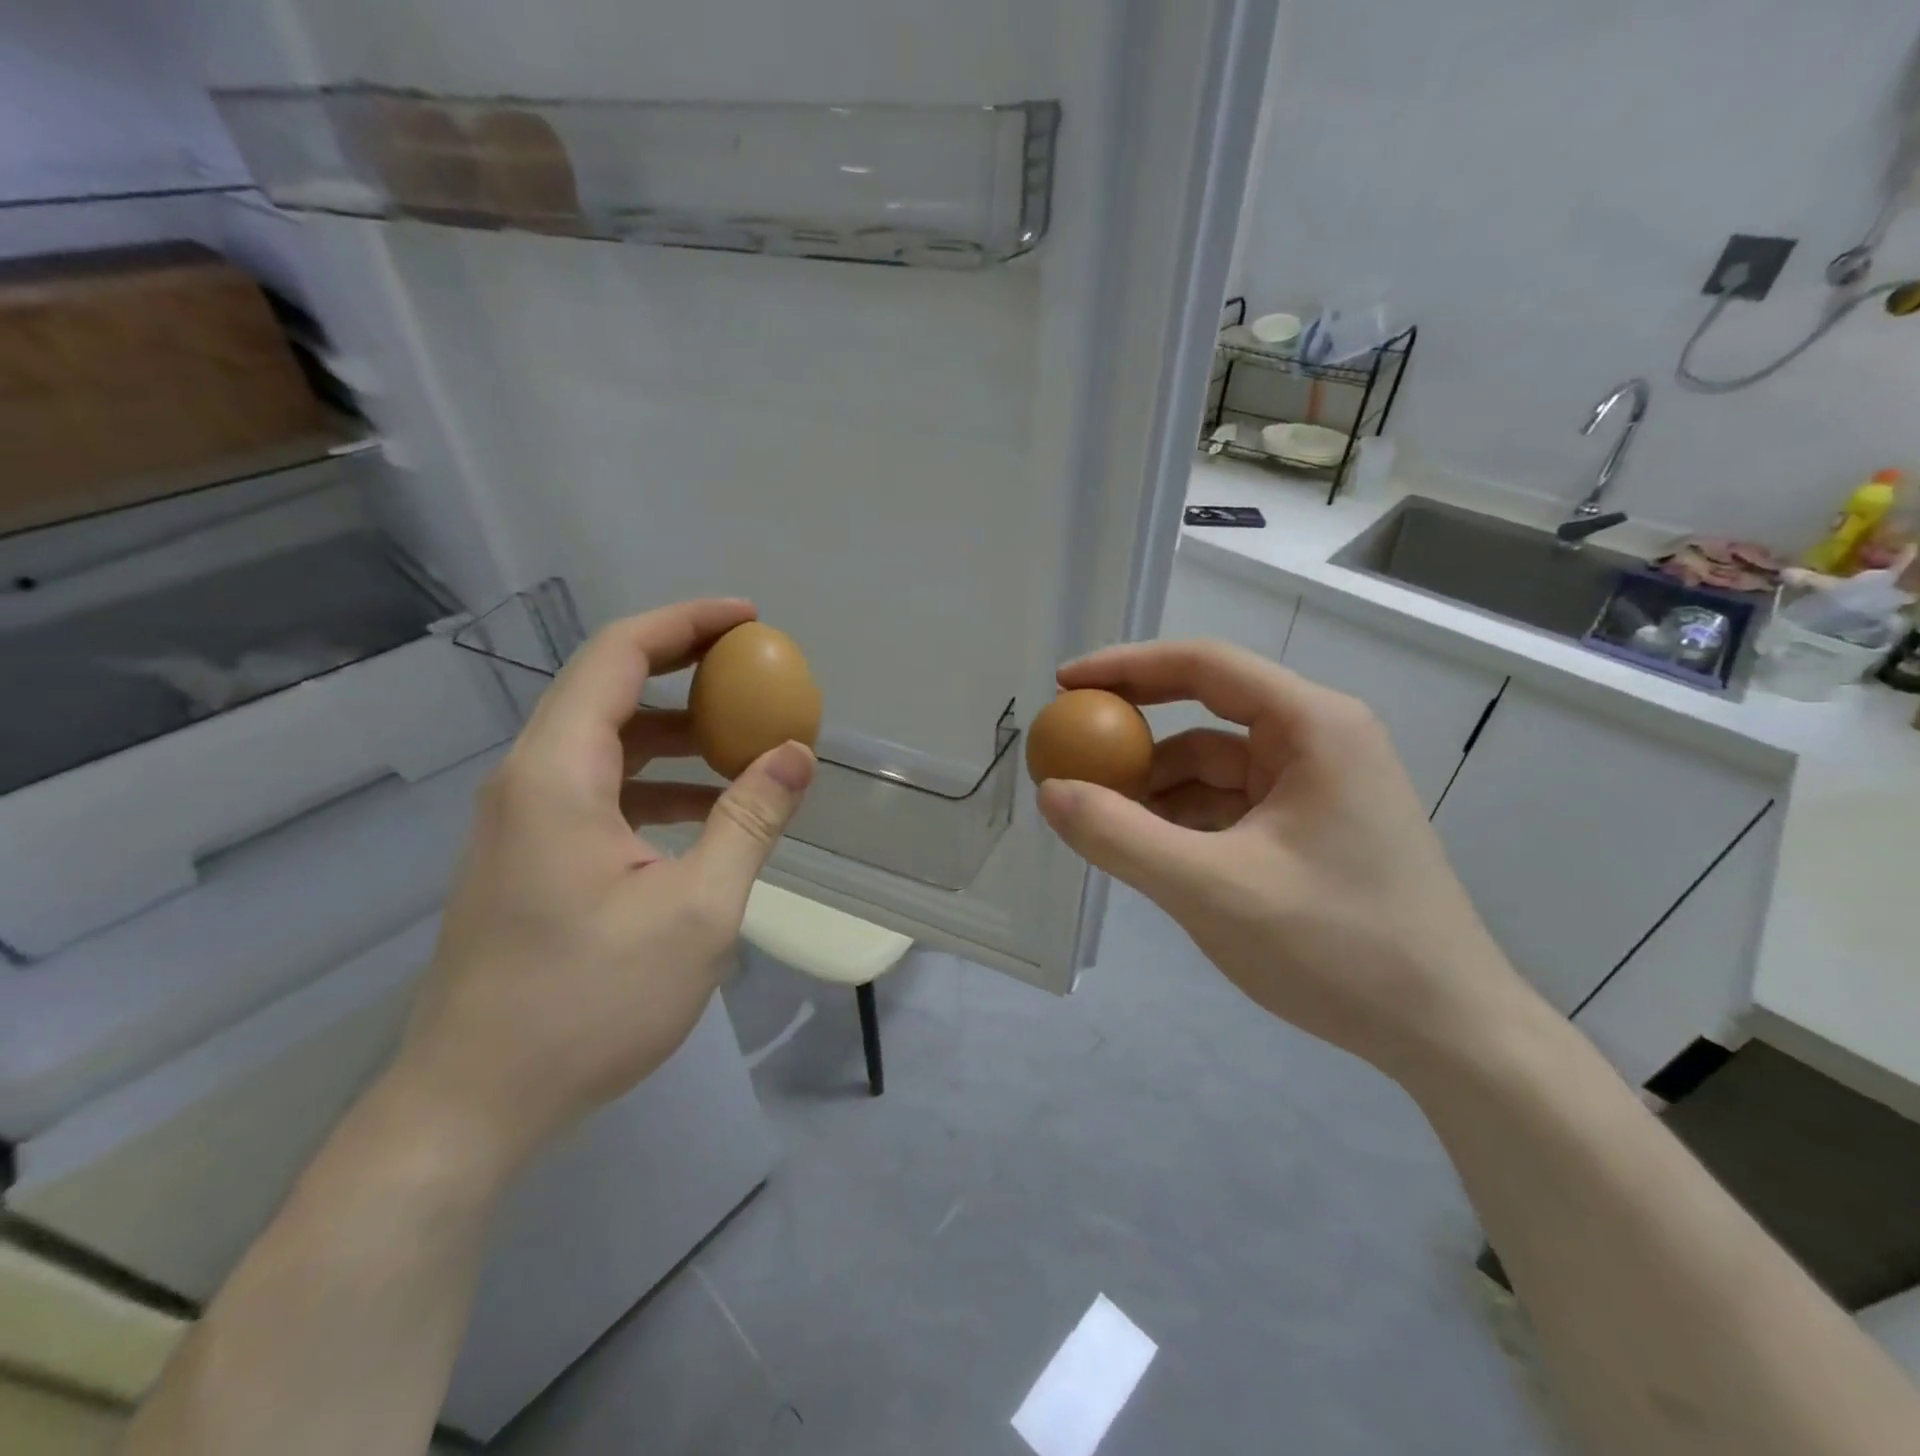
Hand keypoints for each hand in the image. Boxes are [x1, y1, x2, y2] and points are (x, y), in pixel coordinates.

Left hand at [390, 599, 814, 1176]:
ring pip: (606, 742)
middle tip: (758, 671)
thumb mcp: (697, 910)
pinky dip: (656, 781)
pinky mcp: (529, 856)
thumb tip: (798, 753)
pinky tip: (706, 812)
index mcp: (557, 774)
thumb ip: (750, 820)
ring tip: (745, 744)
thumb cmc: (589, 1003)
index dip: (687, 622)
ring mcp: (522, 820)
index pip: (619, 655)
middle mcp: (529, 780)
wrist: (475, 1105)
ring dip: (676, 732)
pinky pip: (600, 788)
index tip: (751, 620)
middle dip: (688, 668)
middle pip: (609, 688)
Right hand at [1036, 639, 1526, 1075]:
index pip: (1203, 665)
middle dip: (1136, 735)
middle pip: (1206, 712)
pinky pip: (1229, 805)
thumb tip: (1049, 791)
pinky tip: (1147, 849)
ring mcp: (1317, 785)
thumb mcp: (1212, 890)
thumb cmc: (1338, 948)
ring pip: (1213, 766)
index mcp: (1312, 726)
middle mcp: (1319, 740)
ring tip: (1100, 819)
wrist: (1447, 1033)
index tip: (1064, 686)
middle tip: (1070, 754)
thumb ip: (1120, 837)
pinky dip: (1183, 819)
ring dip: (1155, 787)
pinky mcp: (1311, 827)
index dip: (1126, 667)